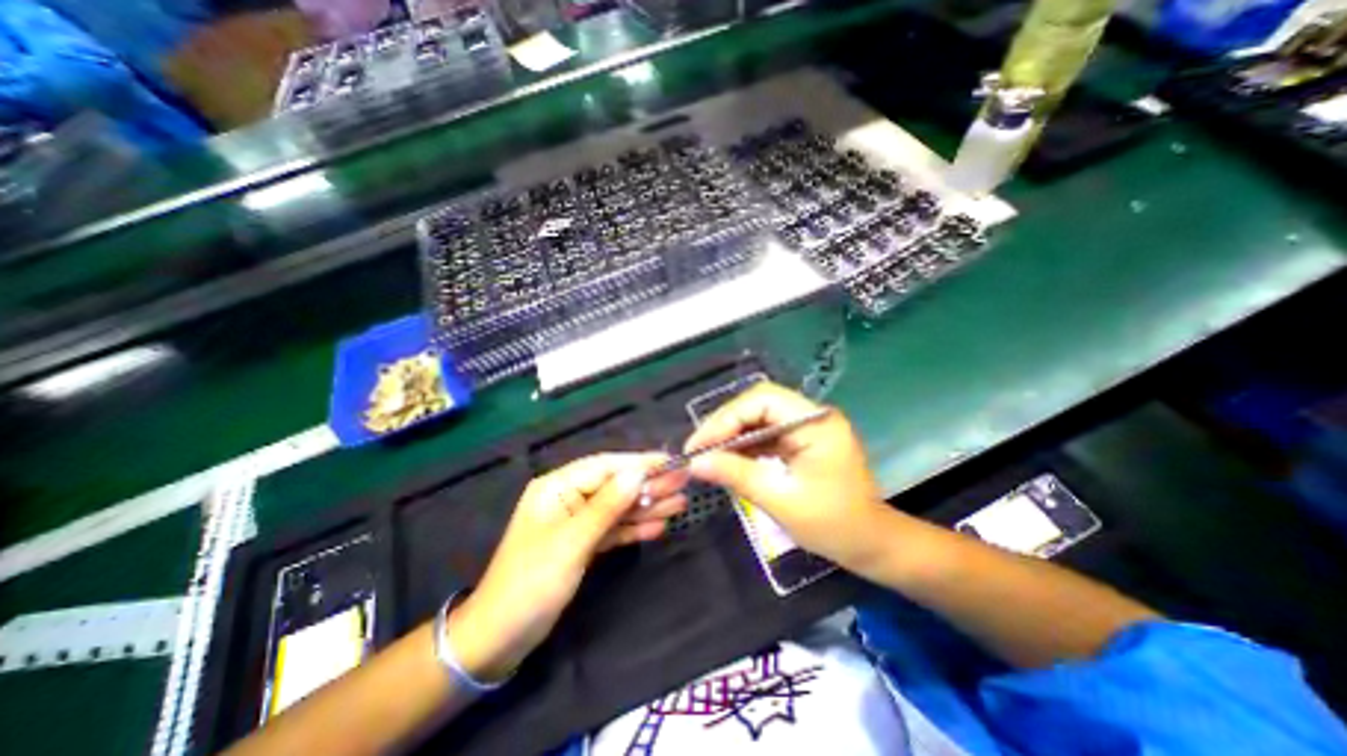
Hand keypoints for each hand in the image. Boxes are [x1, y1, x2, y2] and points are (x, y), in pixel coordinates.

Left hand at [448, 456, 686, 685]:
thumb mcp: (572, 542)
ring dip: (648, 506)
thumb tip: (638, 473)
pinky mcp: (583, 544)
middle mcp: (568, 498)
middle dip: (649, 485)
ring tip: (680, 503)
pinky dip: (635, 528)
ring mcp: (577, 521)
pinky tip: (659, 526)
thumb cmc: (531, 584)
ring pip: (618, 508)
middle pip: (615, 486)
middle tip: (684, 482)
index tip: (671, 461)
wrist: (499, 640)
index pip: (605, 467)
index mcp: (557, 487)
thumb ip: (607, 507)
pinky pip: (614, 530)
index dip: (639, 463)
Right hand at [685, 384, 891, 573]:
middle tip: (697, 449)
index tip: (699, 444)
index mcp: (815, 422)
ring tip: (706, 455)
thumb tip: (694, 462)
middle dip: (725, 425)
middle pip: (758, 405)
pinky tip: (726, 459)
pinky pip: (765, 434)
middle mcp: (811, 416)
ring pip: (758, 418)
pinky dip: (743, 446)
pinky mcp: (800, 440)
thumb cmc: (834, 525)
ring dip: (731, 435)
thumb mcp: (781, 500)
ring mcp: (806, 427)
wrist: (871, 544)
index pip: (762, 400)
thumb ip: (737, 475)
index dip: (726, 418)